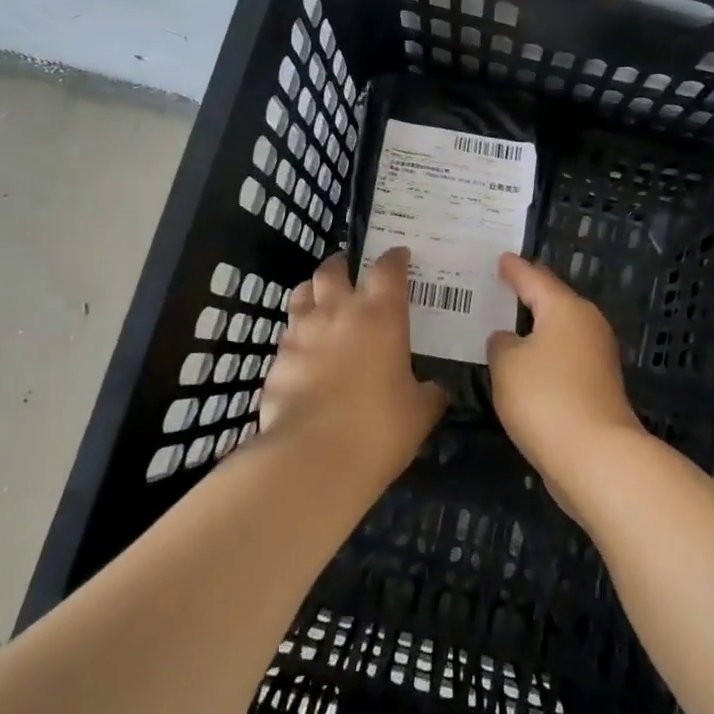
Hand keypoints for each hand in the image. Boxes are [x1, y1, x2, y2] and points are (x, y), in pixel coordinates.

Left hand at [261, 250, 445, 480]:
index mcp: (381, 315)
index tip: (400, 255)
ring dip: (313, 292)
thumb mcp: (420, 412)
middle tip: (350, 272)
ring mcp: (302, 333)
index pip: (388, 269)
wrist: (313, 458)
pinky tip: (306, 354)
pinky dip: (298, 337)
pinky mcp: (277, 359)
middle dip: (342, 265)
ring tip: (321, 302)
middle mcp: (338, 312)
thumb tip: (436, 389)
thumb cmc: (379, 428)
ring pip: (301, 293)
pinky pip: (287, 335)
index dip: (394, 258)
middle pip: (333, 269)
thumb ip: (429, 392)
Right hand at [486, 253, 645, 505]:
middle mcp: (587, 324)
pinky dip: (543, 354)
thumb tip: (509, 340)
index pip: (534, 277)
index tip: (500, 258)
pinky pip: (563, 356)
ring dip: (535, 327)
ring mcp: (597, 356)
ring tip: (505, 323)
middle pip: (553, 301)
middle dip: (527, 293)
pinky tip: (523, 363)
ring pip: (559, 330)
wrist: (597, 458)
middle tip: (500, 285)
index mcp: (566, 308)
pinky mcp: (598, 386)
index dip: (514, 268)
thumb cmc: (546, 398)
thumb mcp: (506, 365)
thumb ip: (501, 344)